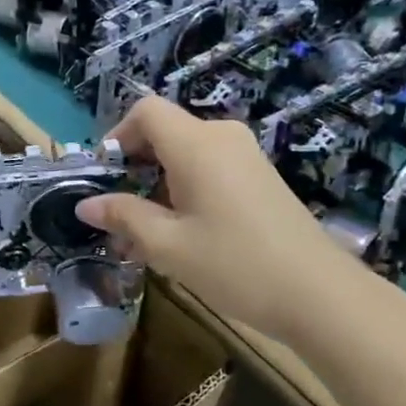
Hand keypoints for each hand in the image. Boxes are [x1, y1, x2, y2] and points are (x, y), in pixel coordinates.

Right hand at [76, 96, 378, 343]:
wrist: (319, 294)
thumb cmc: (234, 264)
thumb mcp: (167, 245)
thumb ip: (124, 217)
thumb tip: (86, 204)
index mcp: (196, 144)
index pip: (146, 111)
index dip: (118, 135)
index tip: (105, 176)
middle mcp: (222, 137)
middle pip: (166, 132)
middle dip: (135, 166)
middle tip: (118, 212)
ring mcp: (246, 156)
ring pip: (187, 153)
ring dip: (159, 183)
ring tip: (144, 233)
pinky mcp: (261, 177)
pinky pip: (211, 168)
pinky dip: (186, 189)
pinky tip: (181, 233)